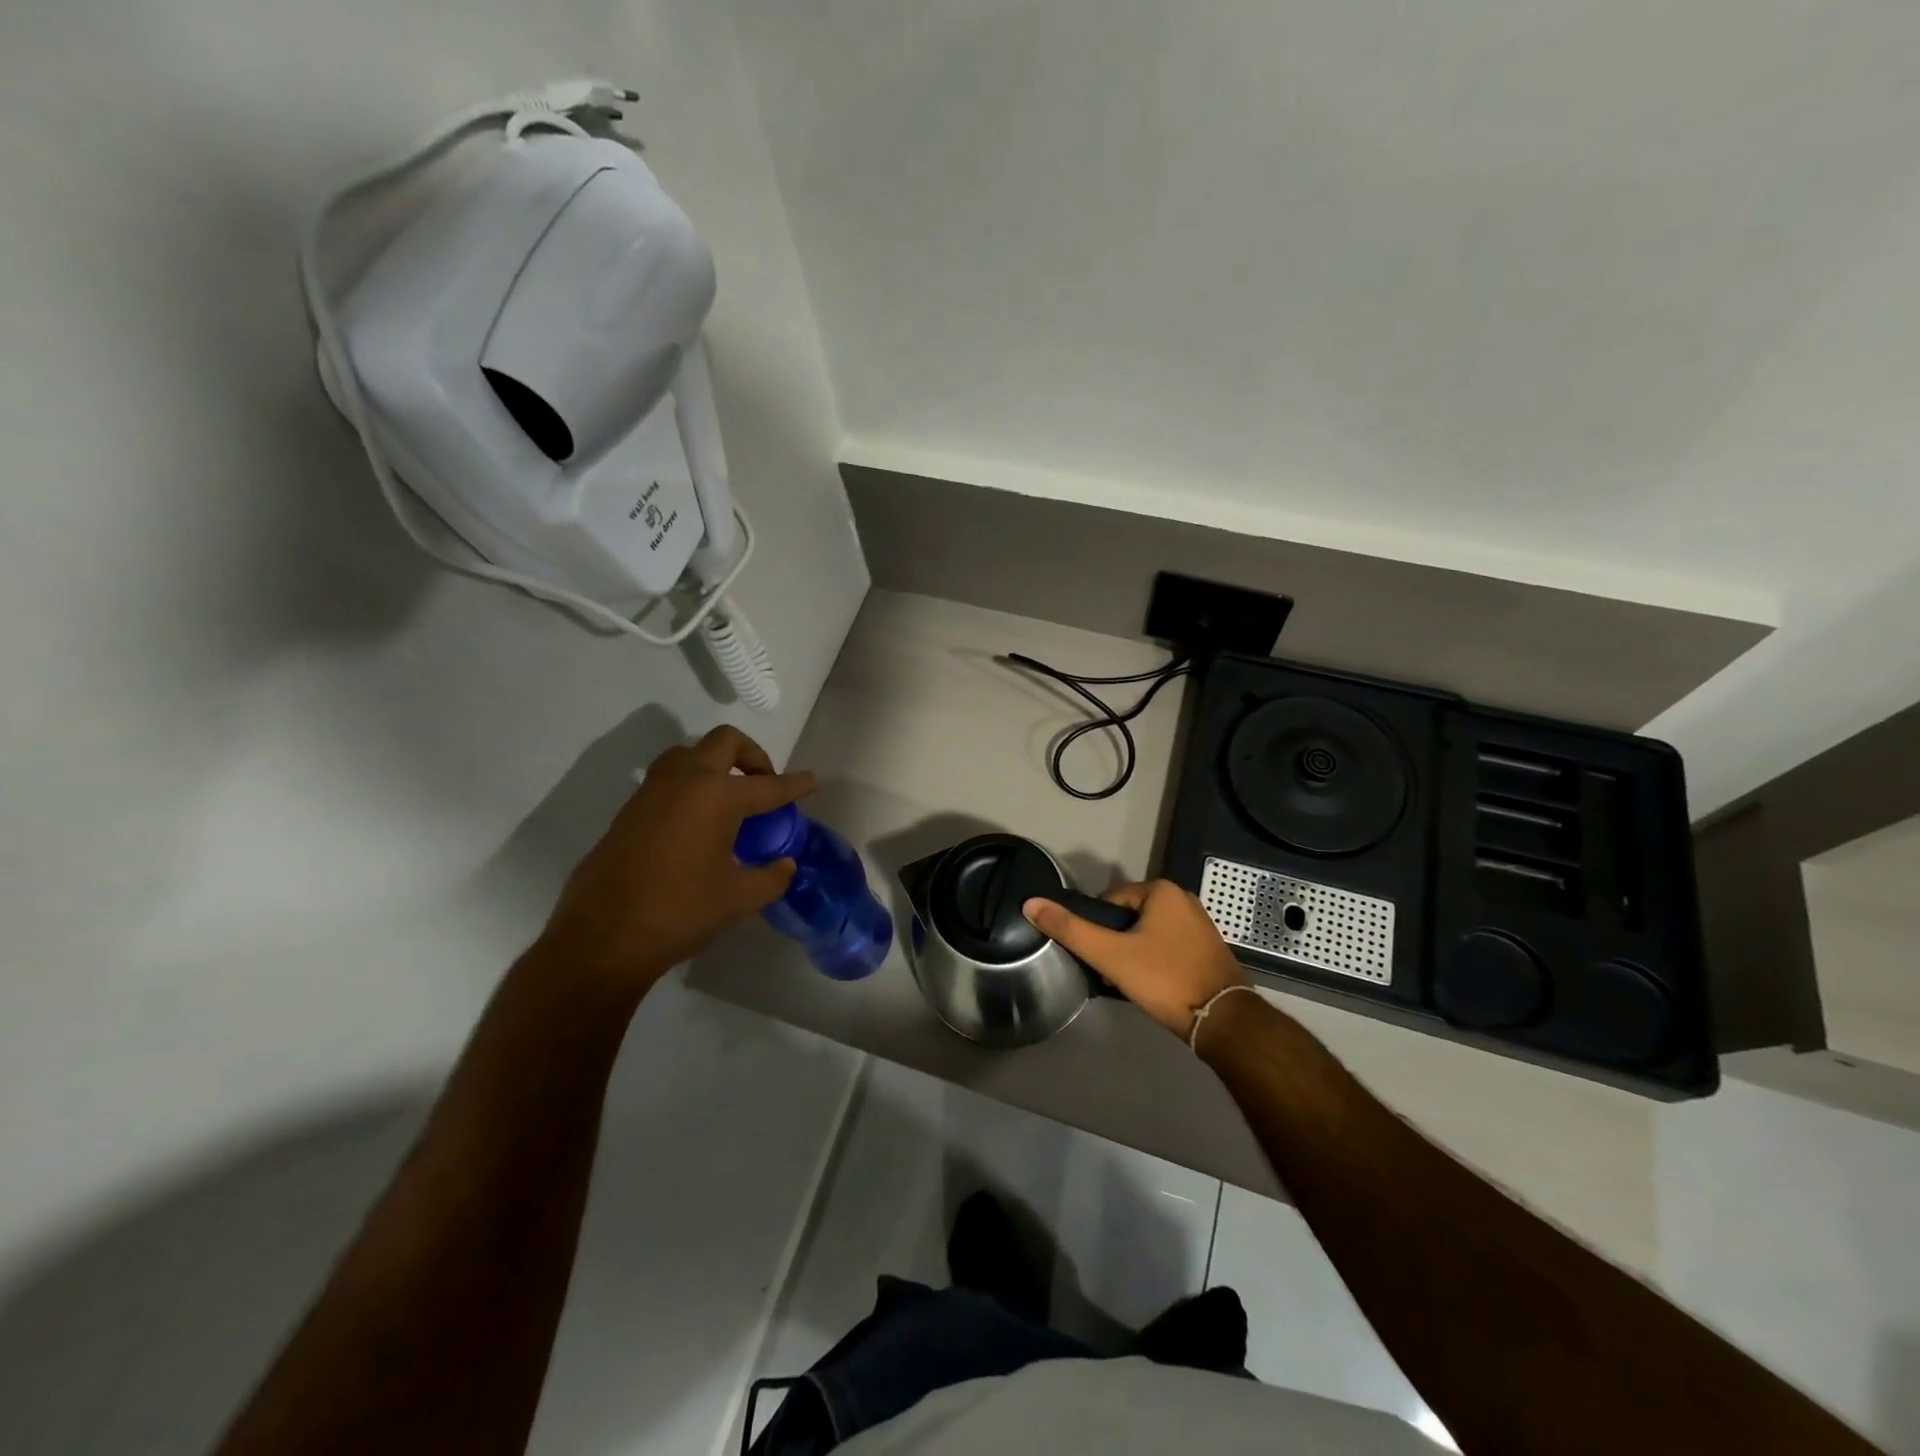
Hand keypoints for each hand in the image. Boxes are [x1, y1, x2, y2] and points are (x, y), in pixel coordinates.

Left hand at [540, 725, 815, 993]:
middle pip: (725, 742)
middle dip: (753, 755)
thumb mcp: (738, 898)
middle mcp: (685, 781)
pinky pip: (668, 779)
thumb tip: (785, 865)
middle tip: (764, 783)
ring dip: (716, 764)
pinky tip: (697, 822)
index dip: (796, 784)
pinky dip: (690, 785)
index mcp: (718, 797)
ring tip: (729, 798)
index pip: (769, 785)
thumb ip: (771, 877)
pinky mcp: (630, 810)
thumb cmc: (680, 911)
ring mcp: (652, 791)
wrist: (603, 937)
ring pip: (690, 753)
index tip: (812, 780)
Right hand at [1023, 880, 1246, 1037]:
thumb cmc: (1164, 979)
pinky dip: (1155, 962)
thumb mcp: (1110, 954)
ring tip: (1129, 982)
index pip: (1110, 900)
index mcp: (1162, 891)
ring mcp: (1199, 925)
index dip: (1098, 927)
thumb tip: (1031, 903)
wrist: (1223, 1021)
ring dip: (1134, 954)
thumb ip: (1070, 929)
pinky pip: (1168, 947)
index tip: (1098, 955)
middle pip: (1129, 917)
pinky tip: (1152, 986)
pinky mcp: (1208, 950)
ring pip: (1148, 934)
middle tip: (1111, 971)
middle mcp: (1184, 899)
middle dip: (1117, 942)